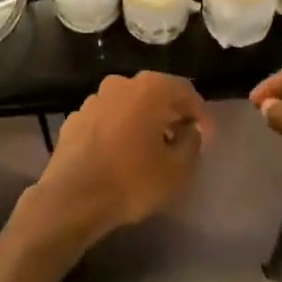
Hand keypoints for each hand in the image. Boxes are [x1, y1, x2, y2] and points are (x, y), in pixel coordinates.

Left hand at [23, 72, 208, 247]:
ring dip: (143, 120)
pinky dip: (119, 130)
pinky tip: (121, 154)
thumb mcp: (177, 169)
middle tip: (182, 138)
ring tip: (151, 148)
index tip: (208, 136)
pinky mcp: (75, 118)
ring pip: (128, 105)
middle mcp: (119, 84)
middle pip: (154, 93)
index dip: (200, 113)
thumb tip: (189, 130)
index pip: (184, 90)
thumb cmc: (132, 181)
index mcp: (148, 89)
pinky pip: (107, 119)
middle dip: (170, 113)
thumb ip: (191, 143)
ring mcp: (93, 99)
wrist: (72, 198)